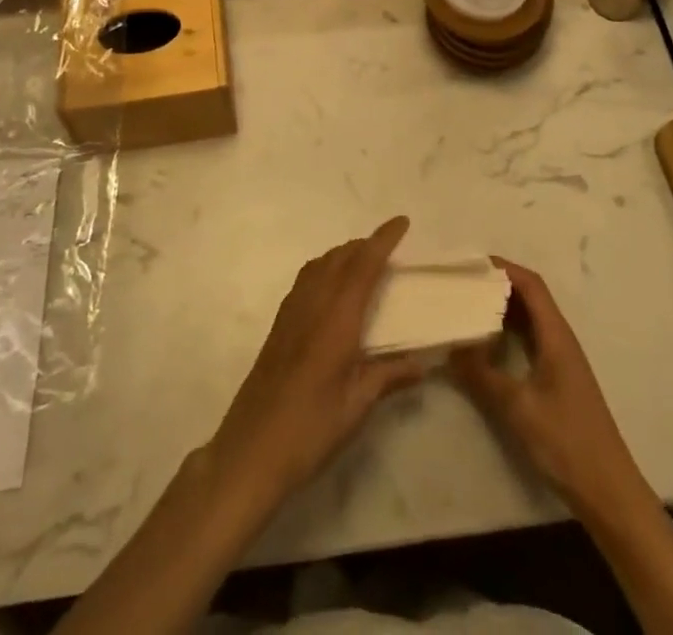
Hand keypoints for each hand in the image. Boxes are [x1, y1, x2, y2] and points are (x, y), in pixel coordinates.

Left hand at [206, 217, 425, 509]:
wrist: (250, 450)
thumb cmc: (310, 429)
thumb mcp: (357, 406)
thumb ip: (389, 376)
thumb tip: (423, 362)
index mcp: (337, 318)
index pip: (364, 265)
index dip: (383, 240)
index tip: (402, 222)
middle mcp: (313, 304)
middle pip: (340, 257)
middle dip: (365, 244)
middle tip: (390, 248)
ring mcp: (291, 312)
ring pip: (320, 265)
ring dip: (344, 254)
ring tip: (364, 263)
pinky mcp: (279, 325)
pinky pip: (307, 279)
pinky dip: (325, 269)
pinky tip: (332, 290)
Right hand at [450, 258, 647, 523]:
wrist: (609, 492)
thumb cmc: (566, 442)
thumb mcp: (517, 408)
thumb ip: (482, 374)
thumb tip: (450, 346)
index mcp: (556, 335)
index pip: (530, 285)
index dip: (503, 268)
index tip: (470, 264)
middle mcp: (561, 339)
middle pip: (530, 297)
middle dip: (497, 285)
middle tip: (462, 284)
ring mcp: (561, 360)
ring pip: (530, 319)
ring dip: (502, 309)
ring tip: (467, 307)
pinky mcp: (558, 379)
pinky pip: (530, 340)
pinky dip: (508, 333)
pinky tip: (487, 345)